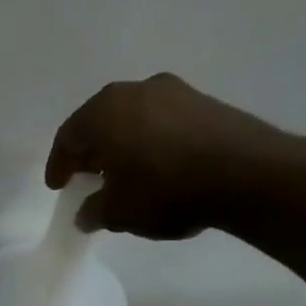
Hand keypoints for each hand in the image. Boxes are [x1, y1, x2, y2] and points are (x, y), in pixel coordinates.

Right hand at [44, 73, 296, 238]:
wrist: (248, 174)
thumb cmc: (166, 190)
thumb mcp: (119, 212)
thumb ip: (94, 212)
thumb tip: (87, 215)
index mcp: (104, 112)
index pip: (69, 137)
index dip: (59, 165)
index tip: (58, 186)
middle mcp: (136, 91)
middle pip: (100, 122)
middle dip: (91, 151)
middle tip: (86, 176)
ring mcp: (175, 92)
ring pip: (133, 118)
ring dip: (123, 144)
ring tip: (123, 174)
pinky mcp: (206, 102)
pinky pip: (162, 121)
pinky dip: (151, 142)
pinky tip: (157, 166)